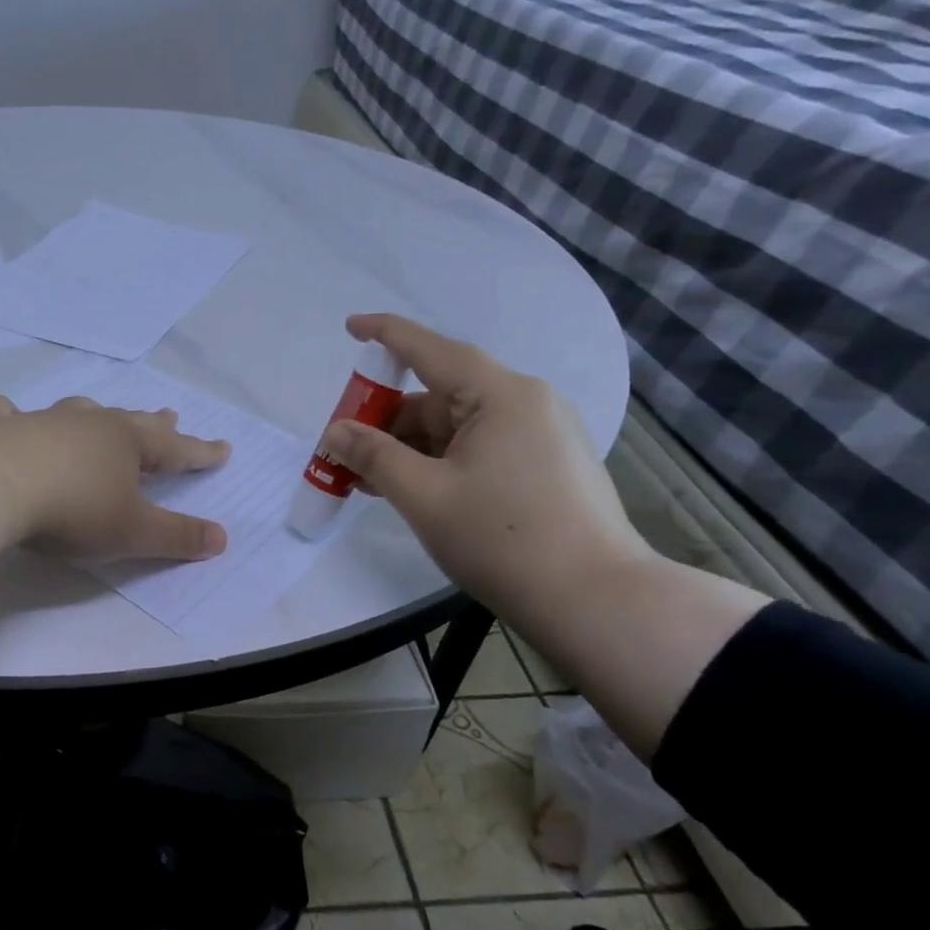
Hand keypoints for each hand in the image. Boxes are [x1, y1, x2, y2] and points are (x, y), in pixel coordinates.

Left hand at [0, 393, 229, 561]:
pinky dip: (10, 413)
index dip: (202, 453)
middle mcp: (91, 424)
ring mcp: (45, 422)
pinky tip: (5, 411)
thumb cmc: (75, 510)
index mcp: (129, 444)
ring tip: (102, 412)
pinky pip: (9, 415)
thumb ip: (178, 536)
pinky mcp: (3, 430)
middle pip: (132, 422)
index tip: (223, 449)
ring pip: (80, 412)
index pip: (177, 449)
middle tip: (171, 416)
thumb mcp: (134, 532)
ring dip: (97, 413)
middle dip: (155, 424)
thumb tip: (221, 538)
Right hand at [318, 313, 649, 615]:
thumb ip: (373, 456)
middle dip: (387, 418)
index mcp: (502, 395)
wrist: (594, 601)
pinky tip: (411, 489)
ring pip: (458, 426)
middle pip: (441, 394)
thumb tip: (335, 432)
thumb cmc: (502, 538)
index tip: (349, 329)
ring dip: (410, 447)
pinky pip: (479, 448)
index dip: (385, 335)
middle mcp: (526, 403)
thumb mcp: (424, 496)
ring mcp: (541, 435)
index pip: (431, 348)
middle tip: (344, 449)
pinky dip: (440, 461)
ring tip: (368, 479)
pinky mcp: (547, 466)